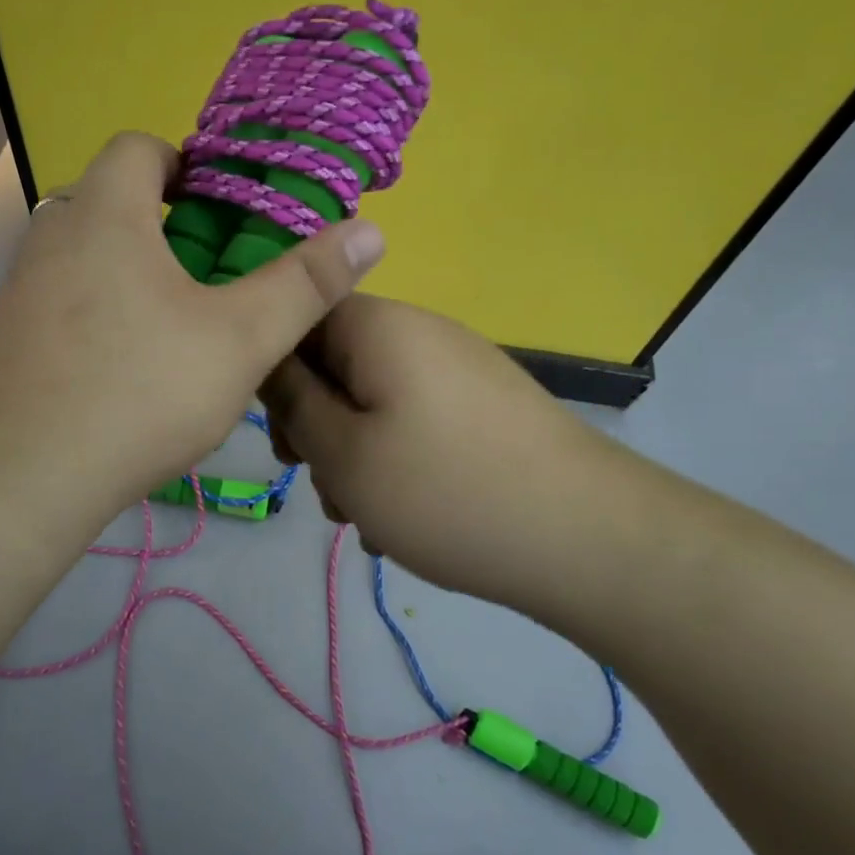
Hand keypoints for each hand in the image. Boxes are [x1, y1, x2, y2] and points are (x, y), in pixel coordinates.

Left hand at [0, 133, 386, 524]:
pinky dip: (99, 317)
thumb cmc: (139, 391)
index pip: (138, 148)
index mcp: (106, 214)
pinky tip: (126, 372)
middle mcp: (52, 237)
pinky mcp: (6, 342)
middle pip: (111, 203)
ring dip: (131, 275)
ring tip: (177, 328)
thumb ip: (305, 283)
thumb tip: (370, 231)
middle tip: (212, 277)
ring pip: (86, 259)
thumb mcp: (240, 339)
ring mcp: (20, 291)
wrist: (20, 478)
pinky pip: (63, 306)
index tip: (222, 209)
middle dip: (164, 227)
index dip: (185, 164)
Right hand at [260, 295, 613, 612]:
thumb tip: (267, 359)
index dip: (272, 373)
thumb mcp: (343, 453)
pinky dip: (396, 464)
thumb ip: (292, 402)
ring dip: (354, 456)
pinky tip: (404, 520)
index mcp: (379, 326)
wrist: (587, 538)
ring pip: (372, 403)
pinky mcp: (482, 409)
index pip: (299, 317)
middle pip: (335, 365)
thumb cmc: (445, 490)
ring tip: (366, 517)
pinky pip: (414, 424)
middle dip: (316, 427)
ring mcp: (457, 371)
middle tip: (322, 484)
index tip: (280, 437)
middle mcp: (420, 334)